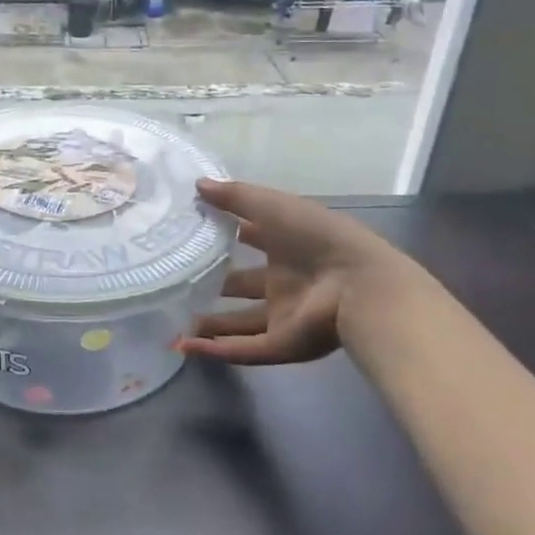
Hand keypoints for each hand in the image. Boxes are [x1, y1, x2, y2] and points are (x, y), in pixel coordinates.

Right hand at [180, 178, 422, 364]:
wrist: (359, 286)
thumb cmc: (317, 237)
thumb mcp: (273, 206)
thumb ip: (235, 197)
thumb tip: (197, 184)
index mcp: (288, 246)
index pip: (251, 239)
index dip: (224, 235)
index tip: (190, 234)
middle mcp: (285, 281)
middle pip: (243, 286)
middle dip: (214, 285)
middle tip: (177, 283)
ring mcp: (284, 315)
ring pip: (239, 323)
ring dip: (210, 325)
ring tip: (174, 322)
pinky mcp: (283, 344)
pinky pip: (243, 349)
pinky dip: (215, 349)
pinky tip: (184, 346)